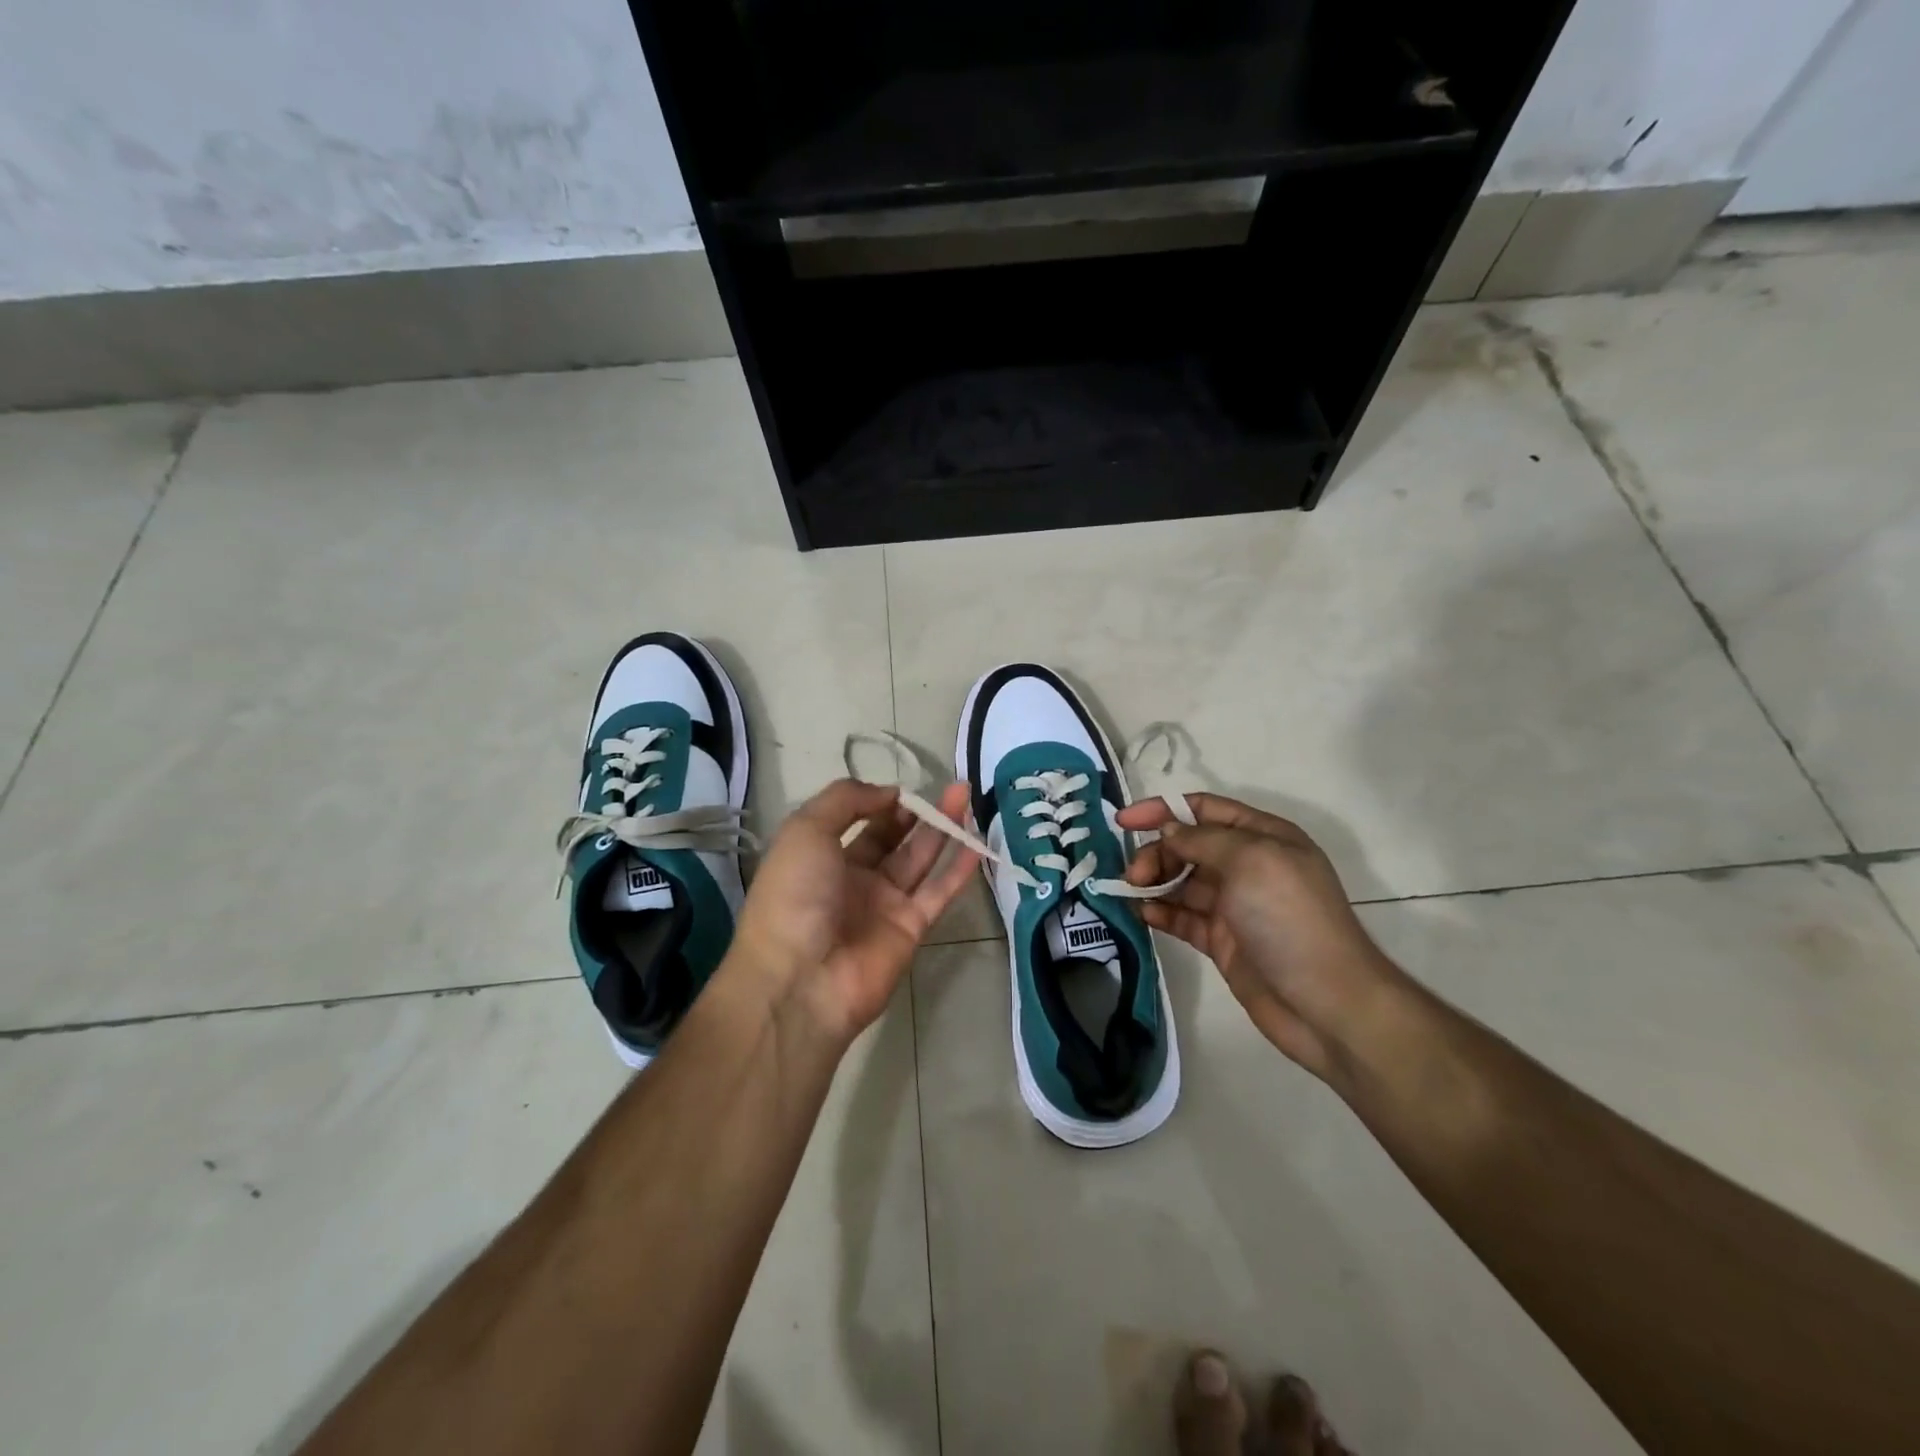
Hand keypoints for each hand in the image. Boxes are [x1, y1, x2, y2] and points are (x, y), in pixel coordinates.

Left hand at [730, 779, 978, 1047]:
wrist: (800, 980)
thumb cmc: (794, 895)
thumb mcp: (806, 830)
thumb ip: (847, 800)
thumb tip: (891, 794)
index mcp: (821, 855)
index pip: (858, 820)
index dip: (881, 801)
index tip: (904, 790)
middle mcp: (853, 878)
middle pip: (892, 837)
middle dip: (918, 812)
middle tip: (948, 788)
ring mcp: (884, 904)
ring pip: (920, 859)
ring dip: (943, 829)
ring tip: (965, 797)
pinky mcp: (911, 929)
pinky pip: (938, 893)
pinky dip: (958, 870)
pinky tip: (977, 844)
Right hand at [1116, 793, 1402, 1079]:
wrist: (1326, 1003)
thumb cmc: (1290, 918)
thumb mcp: (1250, 860)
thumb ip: (1202, 839)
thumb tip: (1168, 830)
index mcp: (1263, 836)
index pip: (1204, 809)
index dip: (1163, 809)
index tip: (1123, 820)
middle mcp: (1248, 866)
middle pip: (1188, 845)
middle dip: (1157, 851)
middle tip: (1133, 874)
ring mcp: (1235, 905)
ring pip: (1182, 881)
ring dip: (1153, 881)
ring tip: (1130, 891)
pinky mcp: (1222, 941)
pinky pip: (1183, 917)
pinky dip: (1160, 912)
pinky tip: (1141, 914)